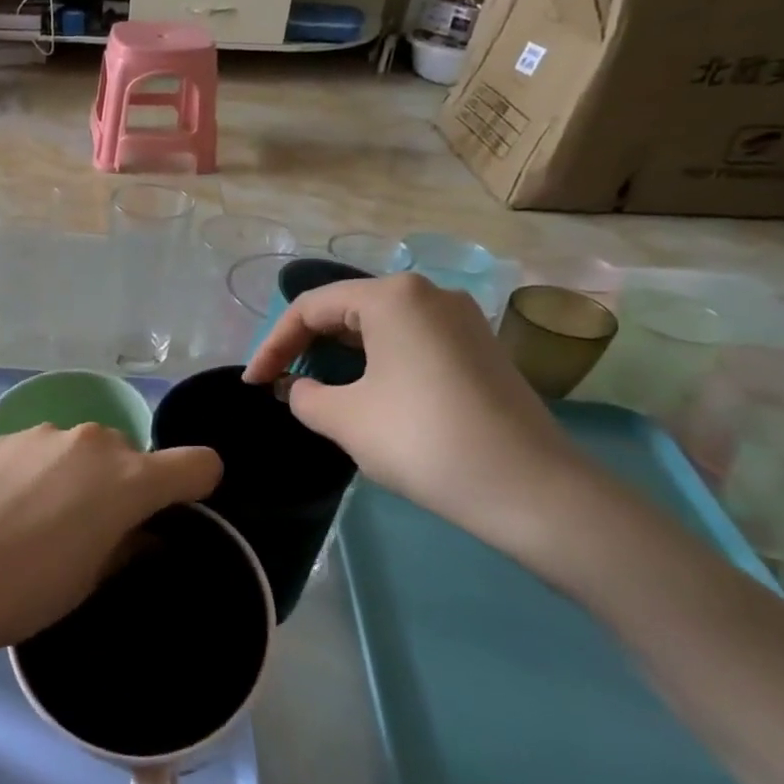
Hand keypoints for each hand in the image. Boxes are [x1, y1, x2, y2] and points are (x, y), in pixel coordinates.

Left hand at [0, 425, 221, 651]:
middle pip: (131, 456)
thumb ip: (127, 546)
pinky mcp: (2, 436)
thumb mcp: (90, 580)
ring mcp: (43, 432)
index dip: (197, 487)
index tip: (174, 514)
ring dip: (78, 475)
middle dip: (124, 486)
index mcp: (128, 479)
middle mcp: (92, 442)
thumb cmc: (26, 590)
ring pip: (82, 449)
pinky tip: (4, 506)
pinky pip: (41, 449)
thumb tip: (141, 533)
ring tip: (37, 519)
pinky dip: (39, 470)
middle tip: (91, 530)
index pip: (197, 463)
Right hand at [244, 273, 584, 553]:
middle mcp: (429, 293)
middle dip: (305, 345)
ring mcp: (461, 320)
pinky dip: (376, 361)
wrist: (530, 489)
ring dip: (339, 354)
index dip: (273, 344)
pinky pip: (410, 341)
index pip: (310, 308)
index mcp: (392, 296)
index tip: (253, 383)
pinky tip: (366, 392)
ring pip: (379, 325)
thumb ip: (303, 395)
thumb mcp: (343, 418)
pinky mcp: (480, 349)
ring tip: (315, 388)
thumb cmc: (421, 439)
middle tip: (279, 382)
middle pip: (346, 309)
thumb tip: (298, 387)